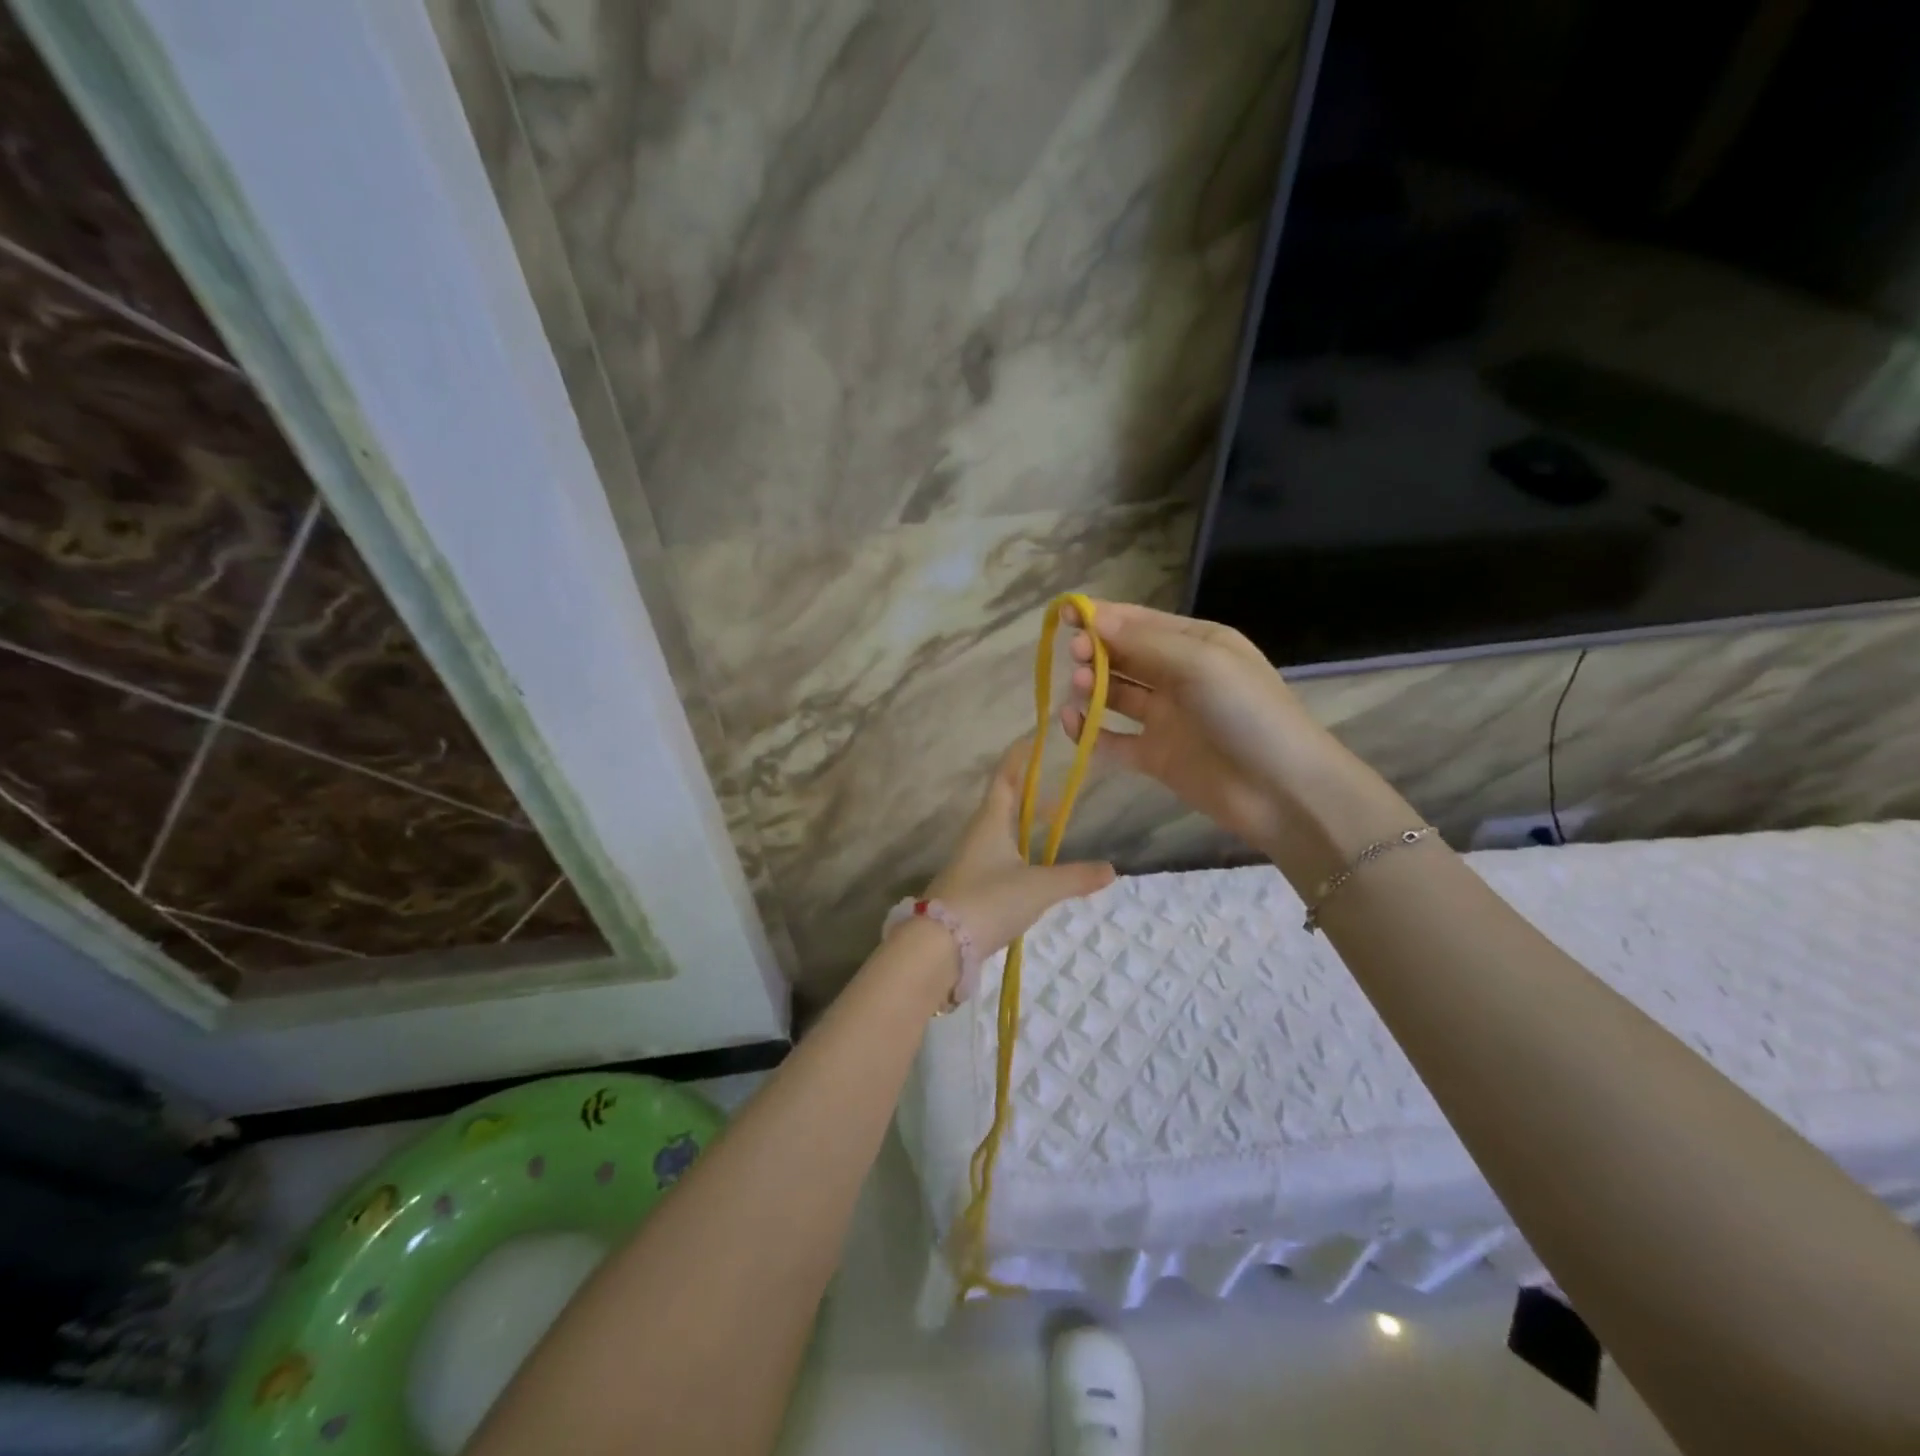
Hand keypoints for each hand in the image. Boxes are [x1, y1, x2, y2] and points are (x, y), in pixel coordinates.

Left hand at [925, 739, 1116, 957]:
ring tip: (1049, 827)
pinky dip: (1017, 850)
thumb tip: (1112, 869)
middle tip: (1055, 791)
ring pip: (1000, 831)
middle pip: (1003, 803)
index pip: (1005, 778)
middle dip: (1028, 793)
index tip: (1032, 740)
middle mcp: (978, 834)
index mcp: (991, 821)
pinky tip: (1032, 868)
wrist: (939, 943)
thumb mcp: (1039, 888)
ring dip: (1023, 824)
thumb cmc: (988, 900)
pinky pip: (997, 855)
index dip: (1018, 758)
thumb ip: (1075, 877)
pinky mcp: (969, 885)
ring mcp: (971, 860)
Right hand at [1058, 600, 1328, 853]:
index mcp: (1195, 643)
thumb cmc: (1247, 713)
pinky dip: (1089, 731)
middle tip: (1077, 657)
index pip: (1138, 622)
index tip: (1063, 615)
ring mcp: (1166, 718)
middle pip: (1123, 655)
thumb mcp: (1200, 663)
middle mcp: (1178, 676)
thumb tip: (1091, 617)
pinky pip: (1112, 740)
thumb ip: (1143, 642)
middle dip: (1095, 650)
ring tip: (1080, 688)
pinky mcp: (1155, 756)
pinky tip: (1072, 722)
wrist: (1283, 791)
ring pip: (1115, 694)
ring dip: (1092, 686)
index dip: (1100, 616)